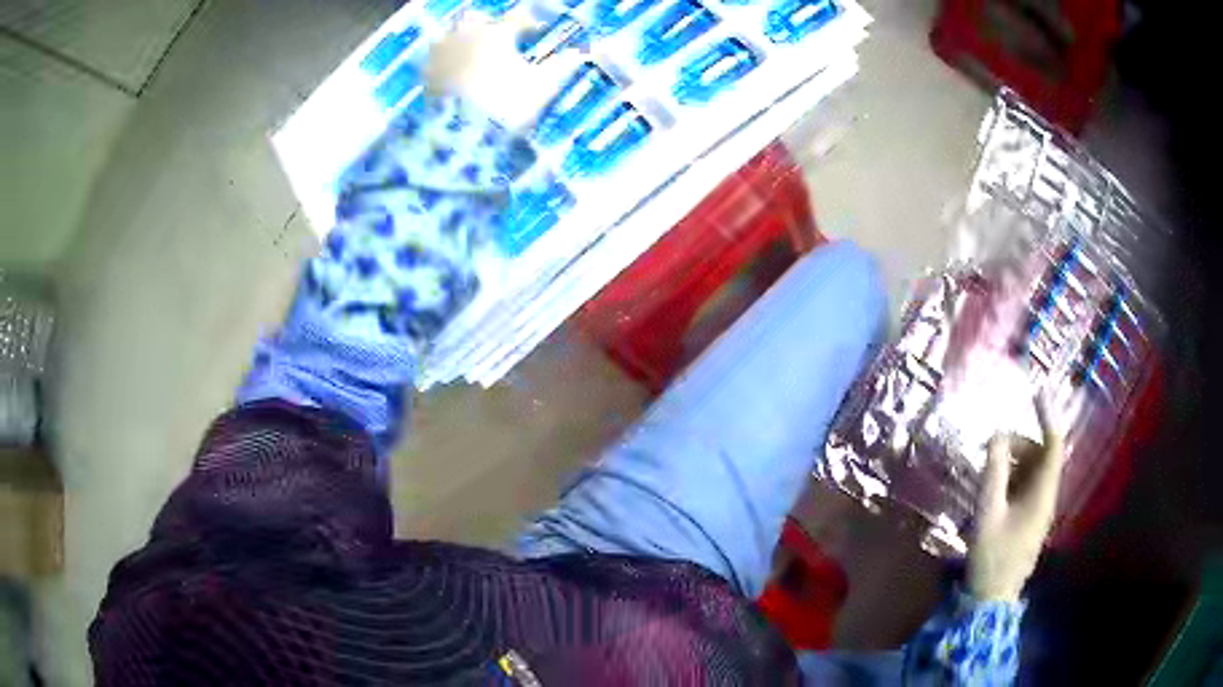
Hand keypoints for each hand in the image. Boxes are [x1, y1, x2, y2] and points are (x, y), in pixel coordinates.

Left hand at [423, 15, 571, 130]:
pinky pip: (435, 60)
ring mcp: (441, 55)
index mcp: (495, 34)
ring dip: (463, 41)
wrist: (462, 136)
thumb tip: (584, 52)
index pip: (517, 19)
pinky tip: (456, 75)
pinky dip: (447, 62)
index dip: (530, 24)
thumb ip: (562, 66)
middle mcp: (465, 36)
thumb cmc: (507, 105)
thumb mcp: (542, 86)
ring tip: (473, 56)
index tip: (537, 33)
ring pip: (450, 36)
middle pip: (475, 19)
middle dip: (488, 24)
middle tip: (498, 38)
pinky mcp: (426, 77)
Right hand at [968, 394, 1065, 600]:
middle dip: (1018, 443)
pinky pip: (1026, 486)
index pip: (1053, 444)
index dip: (1048, 415)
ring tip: (987, 466)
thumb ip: (993, 472)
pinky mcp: (1031, 519)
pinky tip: (992, 487)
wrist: (993, 597)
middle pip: (1041, 455)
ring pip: (1032, 471)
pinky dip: (1011, 478)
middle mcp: (1047, 496)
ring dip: (1013, 461)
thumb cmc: (992, 555)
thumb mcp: (987, 511)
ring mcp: (1040, 509)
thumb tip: (996, 436)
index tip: (1037, 391)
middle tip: (991, 445)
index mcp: (1043, 493)